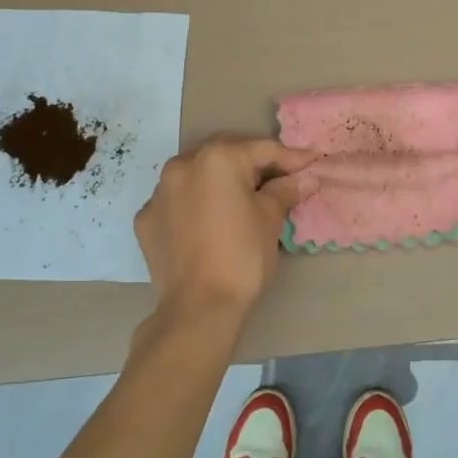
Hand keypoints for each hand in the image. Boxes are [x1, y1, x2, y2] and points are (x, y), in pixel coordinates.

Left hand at [134, 136, 317, 326]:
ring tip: (239, 198)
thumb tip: (303, 179)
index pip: (262, 150)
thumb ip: (284, 190)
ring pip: (196, 175)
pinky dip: (193, 204)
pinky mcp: (146, 219)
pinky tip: (207, 222)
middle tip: (278, 178)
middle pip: (225, 155)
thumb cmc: (242, 256)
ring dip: (218, 181)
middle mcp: (182, 164)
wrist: (198, 308)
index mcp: (217, 158)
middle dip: (251, 164)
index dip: (291, 157)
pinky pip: (176, 201)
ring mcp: (159, 192)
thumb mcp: (270, 219)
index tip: (311, 162)